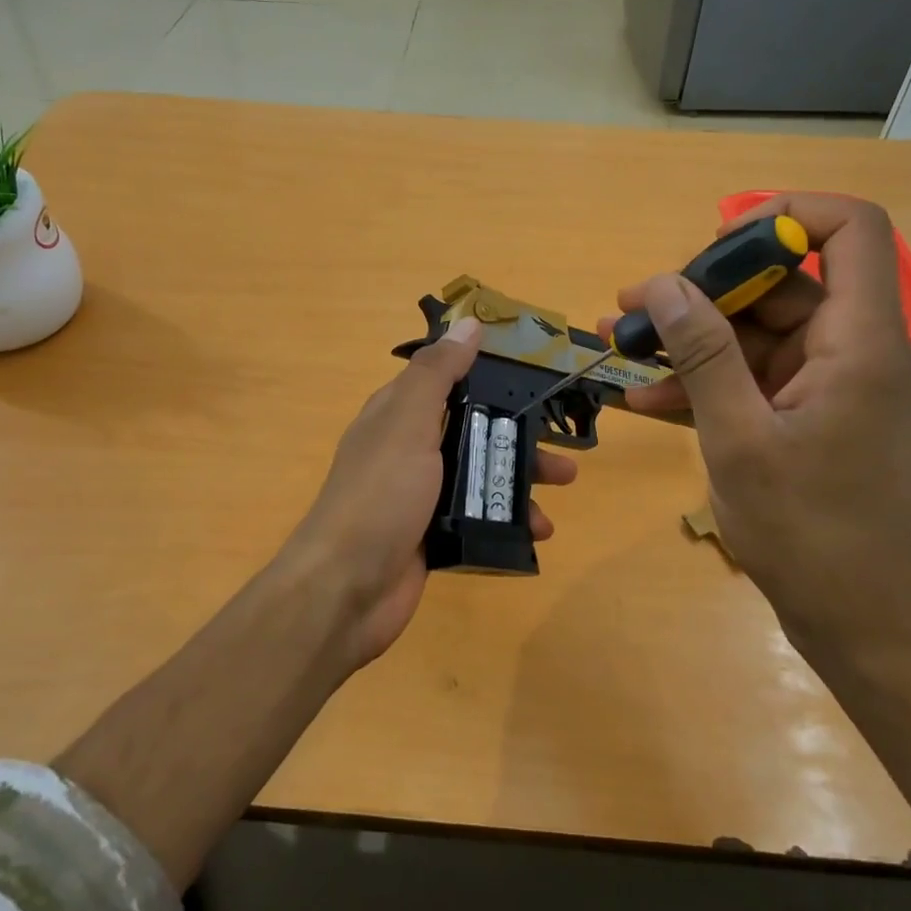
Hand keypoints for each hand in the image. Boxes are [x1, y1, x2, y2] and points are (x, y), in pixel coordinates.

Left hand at [281, 316, 577, 669]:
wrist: (347, 588)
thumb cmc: (380, 494)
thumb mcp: (407, 421)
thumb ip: (437, 373)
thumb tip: (468, 322)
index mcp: (398, 414)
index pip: (448, 381)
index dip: (489, 374)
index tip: (536, 374)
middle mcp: (410, 449)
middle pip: (474, 429)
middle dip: (519, 433)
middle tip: (562, 443)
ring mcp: (422, 495)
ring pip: (482, 474)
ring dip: (522, 477)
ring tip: (563, 486)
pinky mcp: (435, 535)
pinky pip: (481, 517)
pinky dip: (510, 519)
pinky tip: (539, 532)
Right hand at [615, 195, 910, 663]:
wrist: (856, 619)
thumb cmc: (806, 530)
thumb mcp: (738, 436)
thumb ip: (703, 354)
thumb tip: (663, 285)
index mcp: (860, 342)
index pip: (854, 230)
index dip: (787, 216)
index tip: (717, 244)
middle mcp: (854, 350)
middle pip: (784, 283)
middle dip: (704, 291)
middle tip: (634, 309)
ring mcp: (831, 385)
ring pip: (758, 334)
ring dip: (691, 341)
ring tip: (619, 349)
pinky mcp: (811, 416)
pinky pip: (754, 378)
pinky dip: (706, 382)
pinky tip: (645, 399)